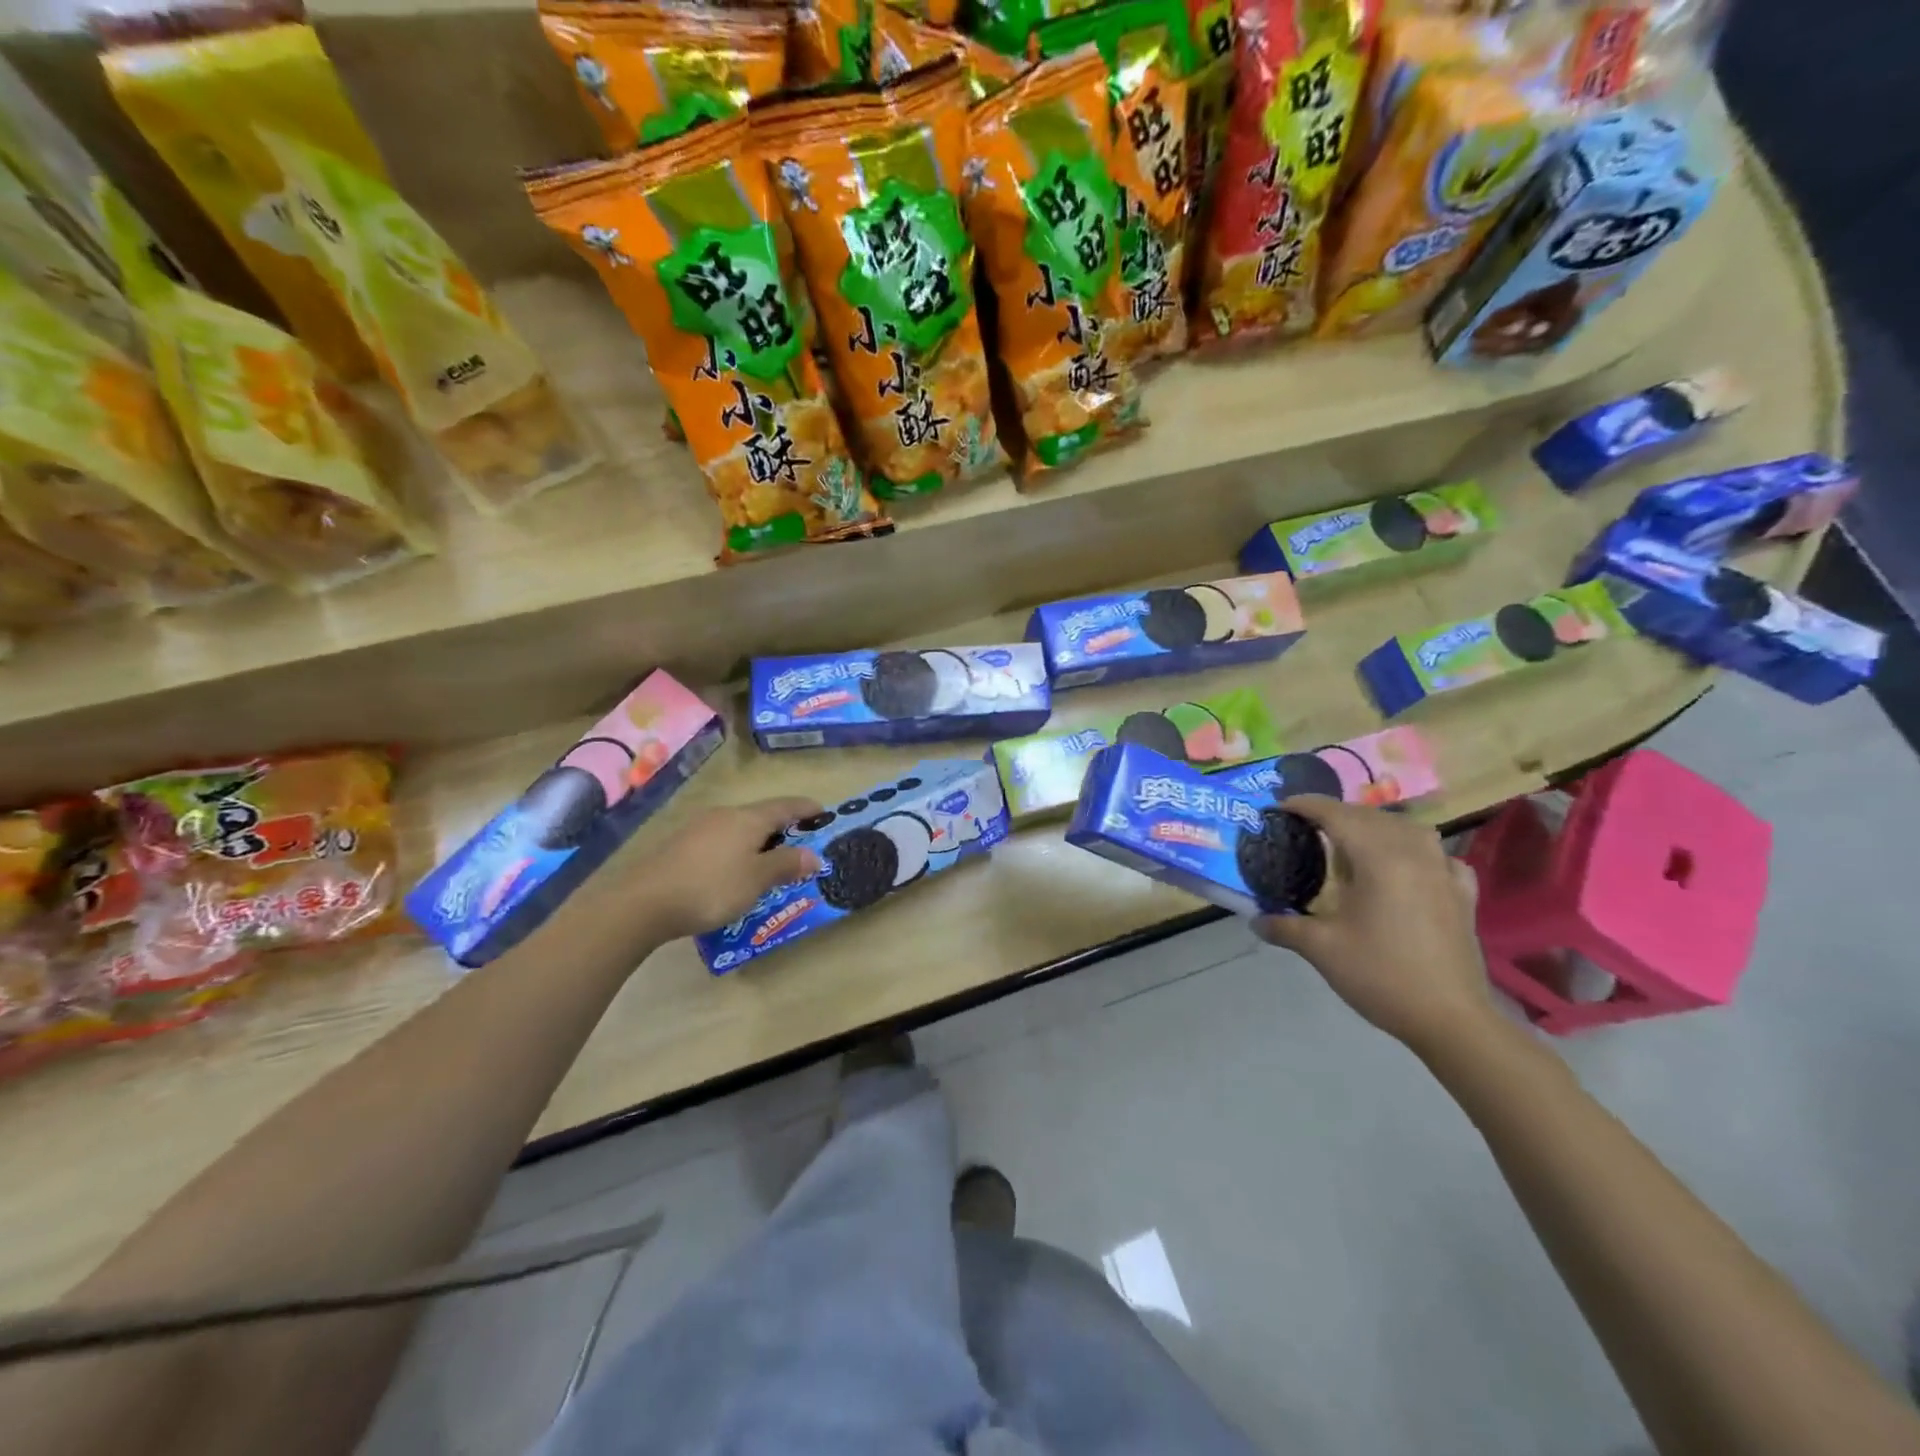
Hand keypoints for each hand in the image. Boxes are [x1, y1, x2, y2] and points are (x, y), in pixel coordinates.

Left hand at [634, 797, 823, 941]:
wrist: (643, 903)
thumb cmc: (711, 887)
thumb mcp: (757, 879)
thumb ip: (786, 865)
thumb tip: (814, 855)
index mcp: (748, 818)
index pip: (786, 806)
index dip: (807, 808)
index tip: (824, 813)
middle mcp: (725, 815)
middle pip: (761, 816)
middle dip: (783, 828)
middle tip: (801, 845)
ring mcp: (699, 829)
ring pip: (739, 829)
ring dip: (758, 842)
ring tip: (770, 862)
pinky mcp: (680, 846)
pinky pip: (720, 842)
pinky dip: (736, 852)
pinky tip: (734, 872)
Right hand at [1252, 796, 1497, 1057]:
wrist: (1451, 1019)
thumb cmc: (1381, 975)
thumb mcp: (1321, 949)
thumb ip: (1284, 927)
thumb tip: (1256, 920)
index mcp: (1379, 857)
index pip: (1337, 814)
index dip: (1306, 805)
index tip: (1279, 808)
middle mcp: (1414, 853)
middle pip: (1370, 817)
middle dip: (1336, 814)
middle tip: (1305, 828)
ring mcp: (1443, 872)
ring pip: (1407, 829)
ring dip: (1375, 827)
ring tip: (1351, 843)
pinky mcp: (1462, 894)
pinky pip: (1437, 855)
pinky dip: (1416, 850)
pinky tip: (1408, 866)